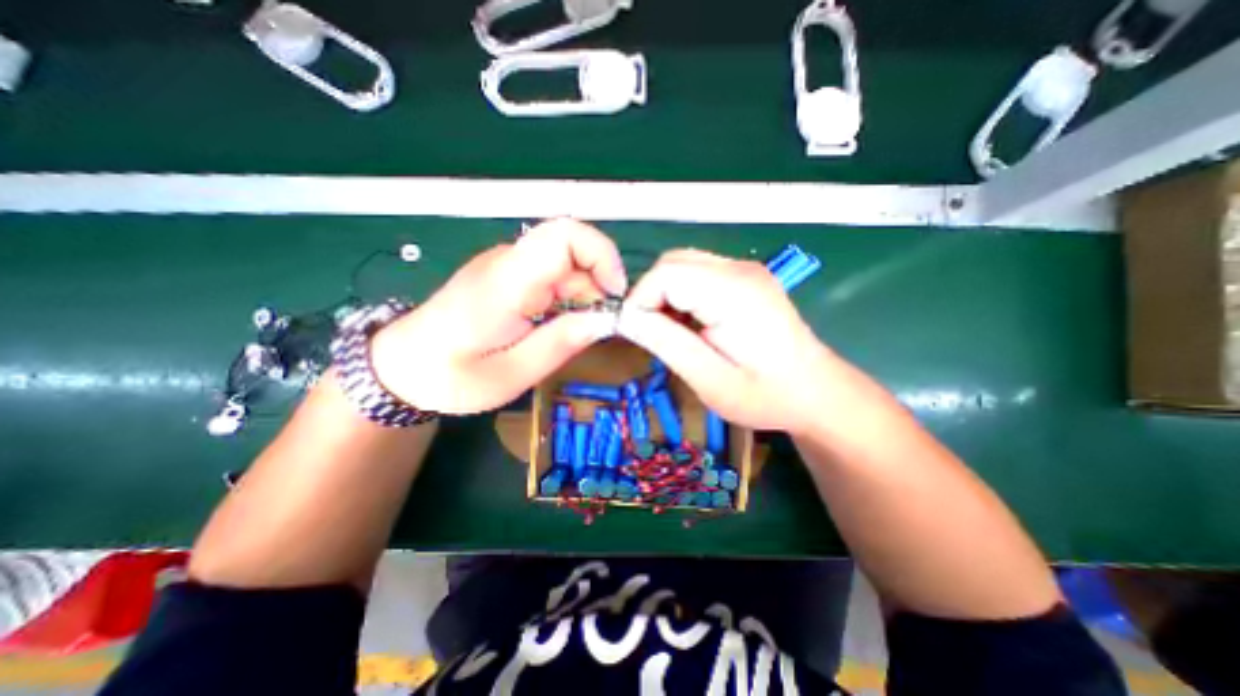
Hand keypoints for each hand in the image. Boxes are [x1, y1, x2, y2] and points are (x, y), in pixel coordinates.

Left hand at [365, 219, 619, 411]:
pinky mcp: (508, 274)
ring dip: (589, 289)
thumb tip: (605, 320)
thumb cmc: (451, 376)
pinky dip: (573, 292)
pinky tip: (570, 320)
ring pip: (566, 260)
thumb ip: (560, 344)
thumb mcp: (512, 374)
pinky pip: (553, 272)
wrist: (402, 366)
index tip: (616, 295)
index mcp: (506, 282)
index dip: (602, 256)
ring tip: (588, 327)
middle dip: (600, 279)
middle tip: (606, 321)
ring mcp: (507, 264)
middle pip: (571, 245)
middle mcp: (508, 261)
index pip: (564, 236)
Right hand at [616, 251, 843, 433]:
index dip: (640, 299)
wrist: (815, 392)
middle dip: (651, 295)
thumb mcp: (708, 379)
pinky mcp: (746, 277)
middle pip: (673, 262)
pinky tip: (692, 323)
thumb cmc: (765, 395)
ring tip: (673, 332)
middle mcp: (740, 269)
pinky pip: (699, 273)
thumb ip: (665, 342)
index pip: (666, 273)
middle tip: (654, 334)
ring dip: (666, 295)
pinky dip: (683, 294)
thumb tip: (626, 318)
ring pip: (683, 265)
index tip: (636, 332)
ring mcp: (746, 270)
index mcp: (733, 292)